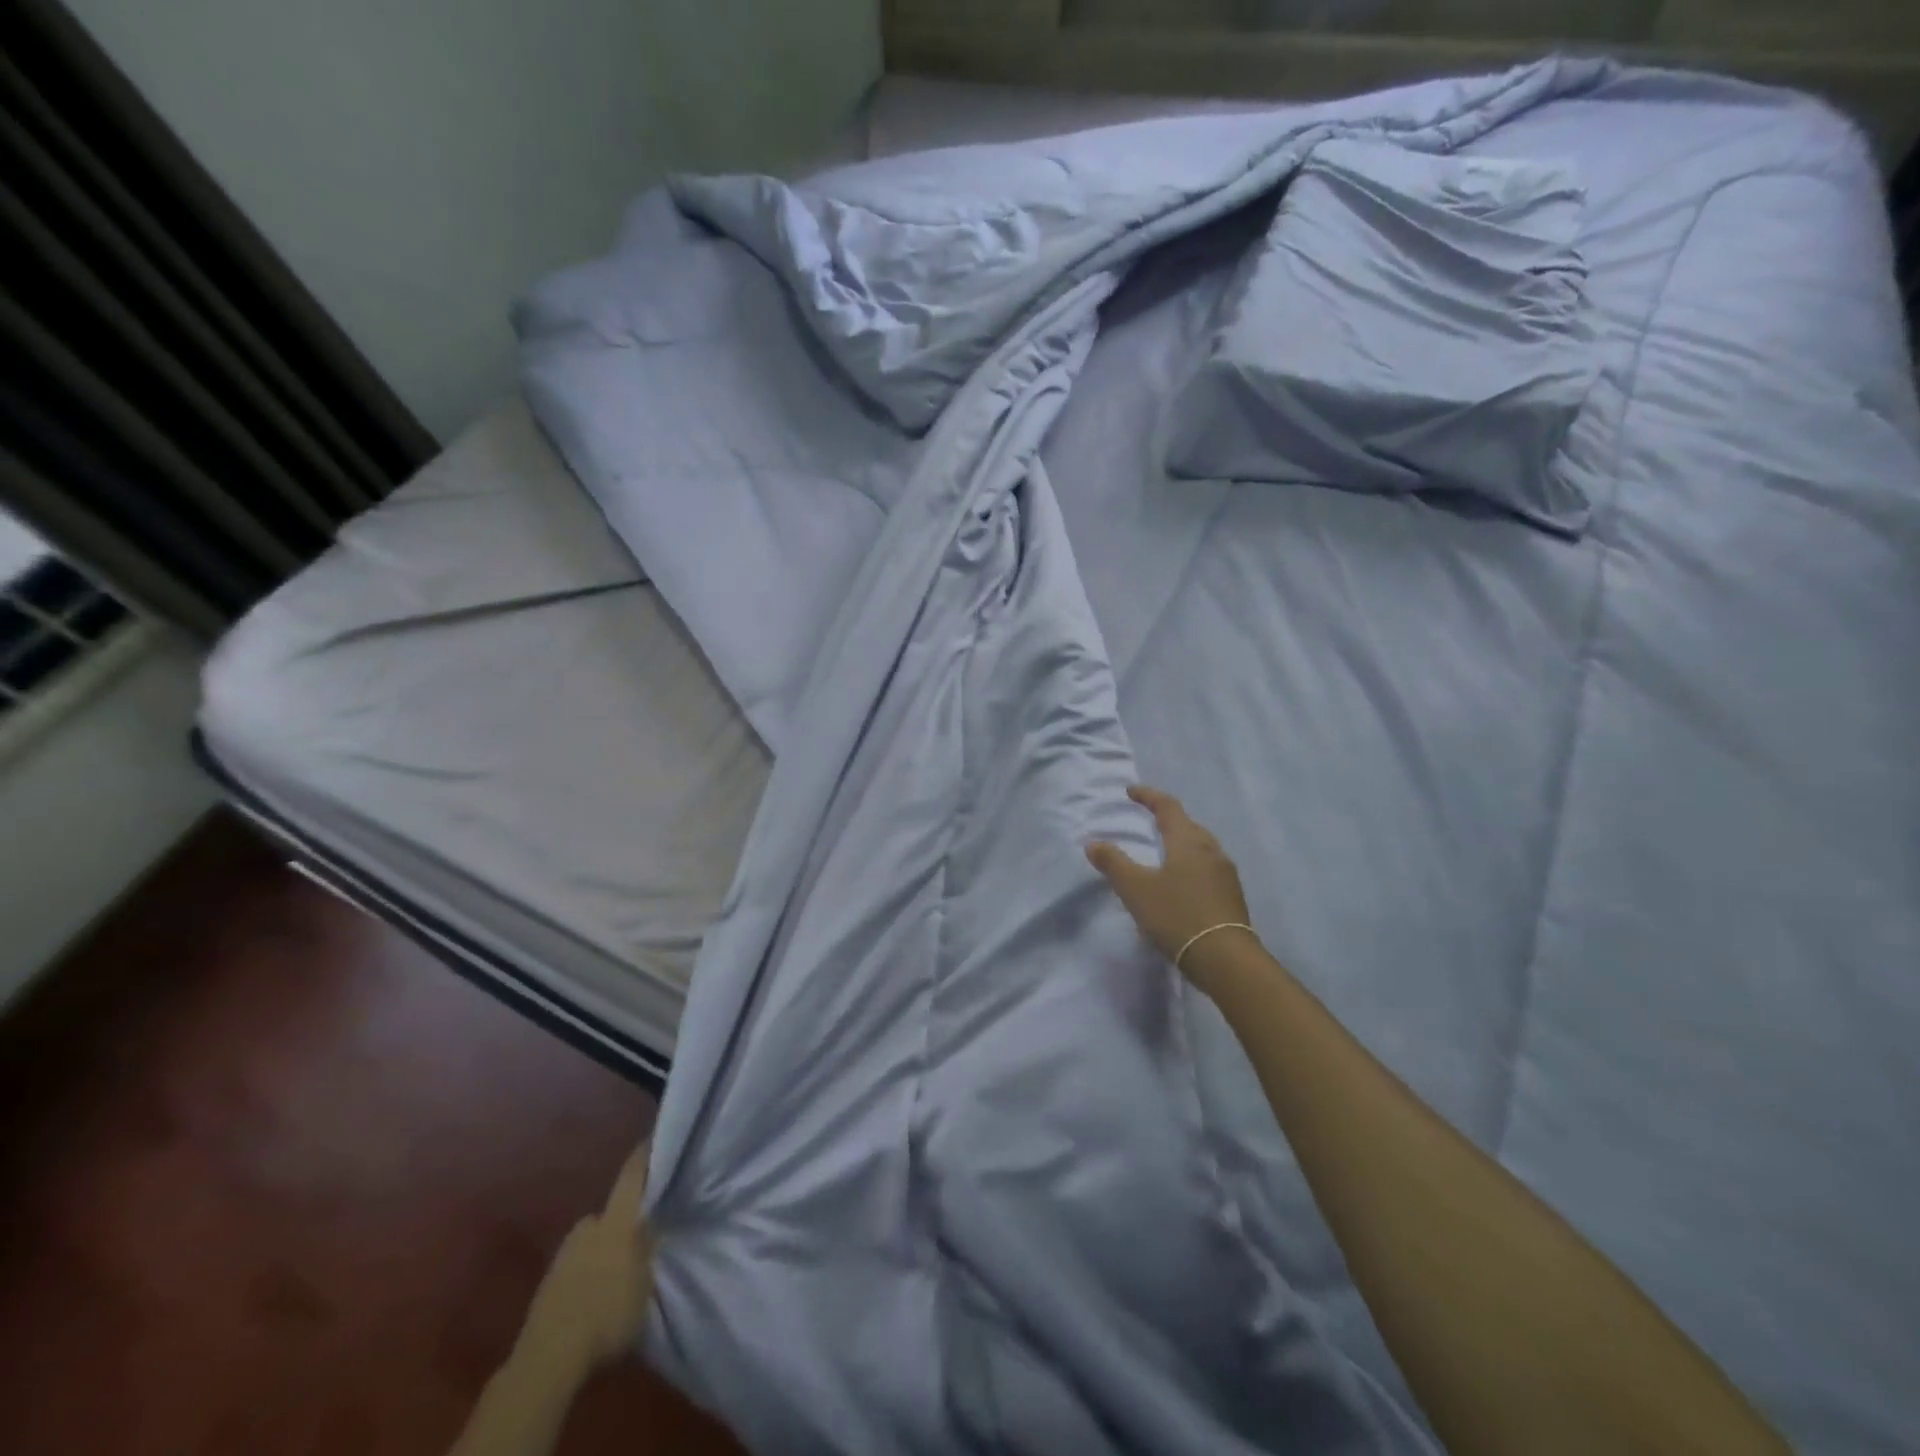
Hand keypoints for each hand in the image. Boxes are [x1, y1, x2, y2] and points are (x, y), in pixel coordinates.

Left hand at [517, 1140, 658, 1379]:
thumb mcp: (645, 1280)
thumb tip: (654, 1220)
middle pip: (611, 1210)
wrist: (547, 1360)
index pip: (633, 1174)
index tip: (655, 1137)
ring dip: (606, 1247)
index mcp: (616, 1219)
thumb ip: (648, 1245)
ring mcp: (563, 1254)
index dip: (645, 1154)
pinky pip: (578, 1264)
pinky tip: (597, 1291)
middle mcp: (588, 1226)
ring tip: (620, 1268)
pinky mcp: (548, 1283)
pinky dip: (590, 1270)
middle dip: (626, 1217)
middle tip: (643, 1231)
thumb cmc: (607, 1314)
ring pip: (593, 1238)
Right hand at [1086, 785, 1257, 990]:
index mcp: (1188, 841)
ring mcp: (1226, 874)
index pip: (1167, 806)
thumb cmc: (1177, 916)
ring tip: (1165, 852)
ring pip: (1202, 847)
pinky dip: (1192, 865)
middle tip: (1149, 821)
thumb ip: (1113, 863)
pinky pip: (1209, 868)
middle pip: (1188, 825)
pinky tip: (1183, 883)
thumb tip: (1092, 842)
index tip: (1131, 791)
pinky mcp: (1232, 896)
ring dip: (1182, 843)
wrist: (1226, 960)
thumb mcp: (1136, 889)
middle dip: (1168, 819)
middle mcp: (1211, 850)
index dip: (1148, 796)